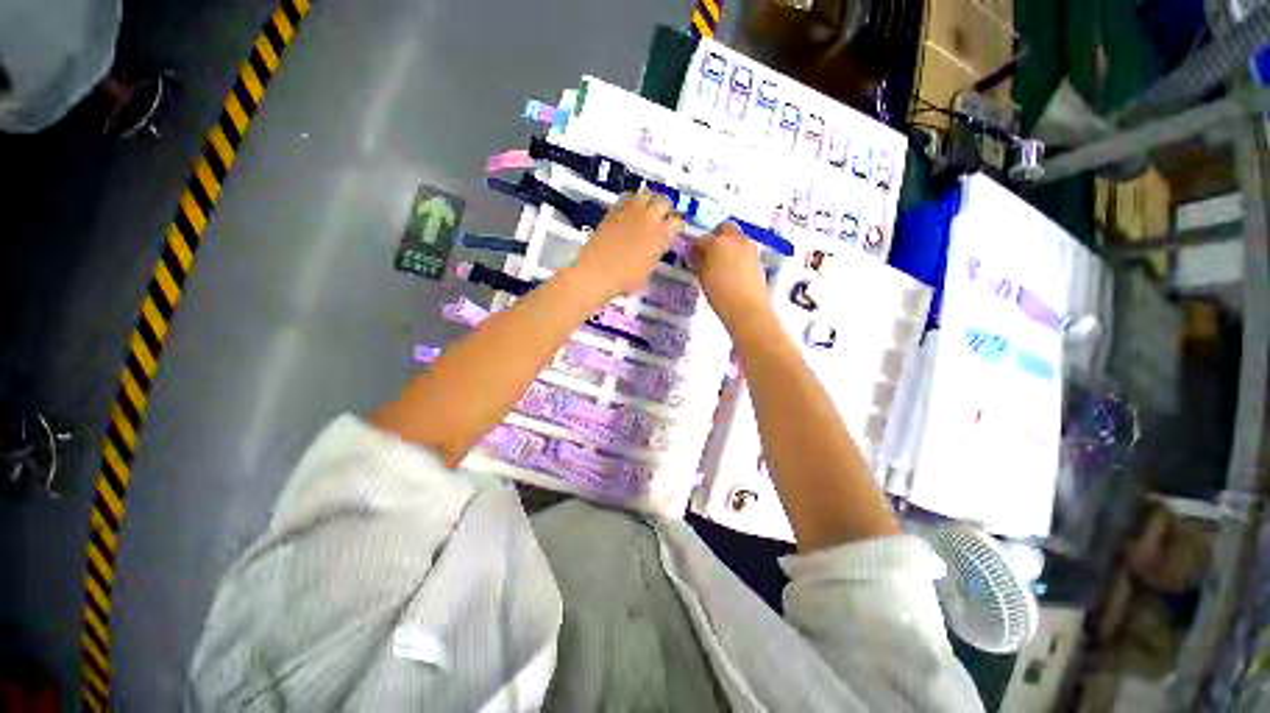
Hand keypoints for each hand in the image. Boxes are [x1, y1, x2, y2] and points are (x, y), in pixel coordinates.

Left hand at [576, 192, 681, 297]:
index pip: (677, 222)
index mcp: (660, 235)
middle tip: (664, 215)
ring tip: (649, 207)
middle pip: (664, 202)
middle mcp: (648, 218)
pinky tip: (632, 208)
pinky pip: (628, 197)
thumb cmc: (625, 278)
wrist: (597, 272)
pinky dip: (633, 200)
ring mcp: (630, 212)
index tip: (675, 229)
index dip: (678, 225)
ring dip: (651, 199)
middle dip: (666, 208)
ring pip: (647, 194)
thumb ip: (657, 253)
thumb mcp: (649, 269)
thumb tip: (659, 246)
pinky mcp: (614, 210)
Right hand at [693, 222, 771, 328]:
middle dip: (716, 236)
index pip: (701, 238)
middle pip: (725, 228)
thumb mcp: (703, 277)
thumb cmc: (720, 293)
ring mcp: (749, 247)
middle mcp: (734, 239)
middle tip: (709, 251)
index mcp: (716, 242)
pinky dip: (737, 254)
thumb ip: (698, 261)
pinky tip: (733, 270)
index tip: (692, 254)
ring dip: (728, 244)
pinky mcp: (758, 258)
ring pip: (737, 237)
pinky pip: (744, 249)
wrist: (747, 307)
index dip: (695, 246)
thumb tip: (696, 253)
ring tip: (721, 262)